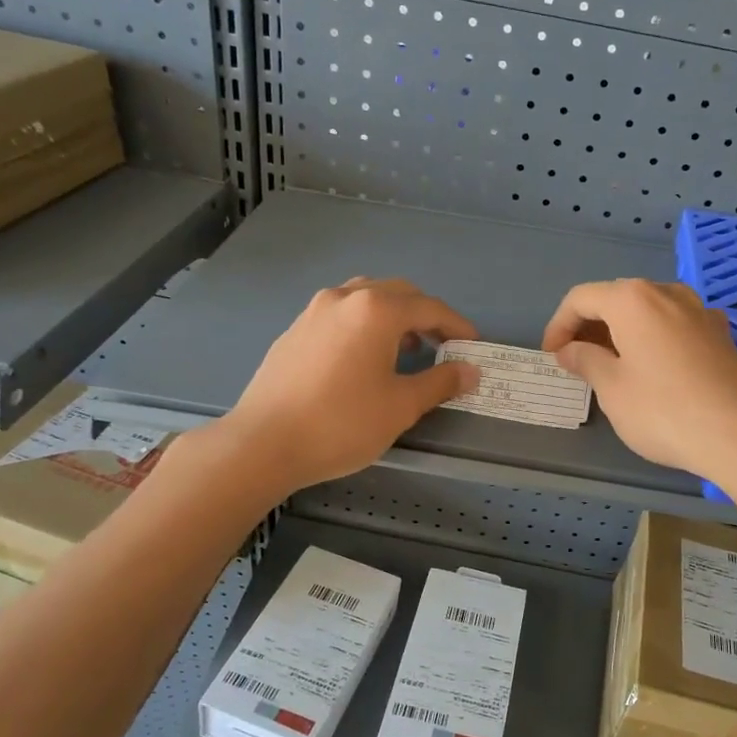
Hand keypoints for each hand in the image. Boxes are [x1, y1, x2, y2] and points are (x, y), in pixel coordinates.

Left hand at [225, 278, 478, 492]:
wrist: (263, 443)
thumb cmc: (341, 423)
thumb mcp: (401, 406)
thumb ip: (440, 382)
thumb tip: (470, 370)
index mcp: (376, 310)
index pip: (430, 308)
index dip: (457, 326)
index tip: (473, 346)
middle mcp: (345, 298)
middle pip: (398, 293)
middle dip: (426, 315)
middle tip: (444, 345)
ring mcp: (314, 311)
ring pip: (365, 298)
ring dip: (393, 315)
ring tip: (406, 347)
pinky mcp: (294, 330)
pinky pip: (341, 313)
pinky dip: (364, 324)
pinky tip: (363, 357)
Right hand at [542, 279, 736, 484]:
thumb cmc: (663, 410)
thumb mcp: (612, 389)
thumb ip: (585, 361)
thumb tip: (570, 350)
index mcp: (633, 299)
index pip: (582, 298)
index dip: (559, 325)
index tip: (551, 355)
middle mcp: (667, 293)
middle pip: (617, 298)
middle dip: (590, 326)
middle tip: (576, 360)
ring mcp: (699, 311)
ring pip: (649, 310)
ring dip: (623, 330)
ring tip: (612, 363)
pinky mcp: (720, 334)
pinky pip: (675, 325)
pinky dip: (654, 337)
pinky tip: (655, 366)